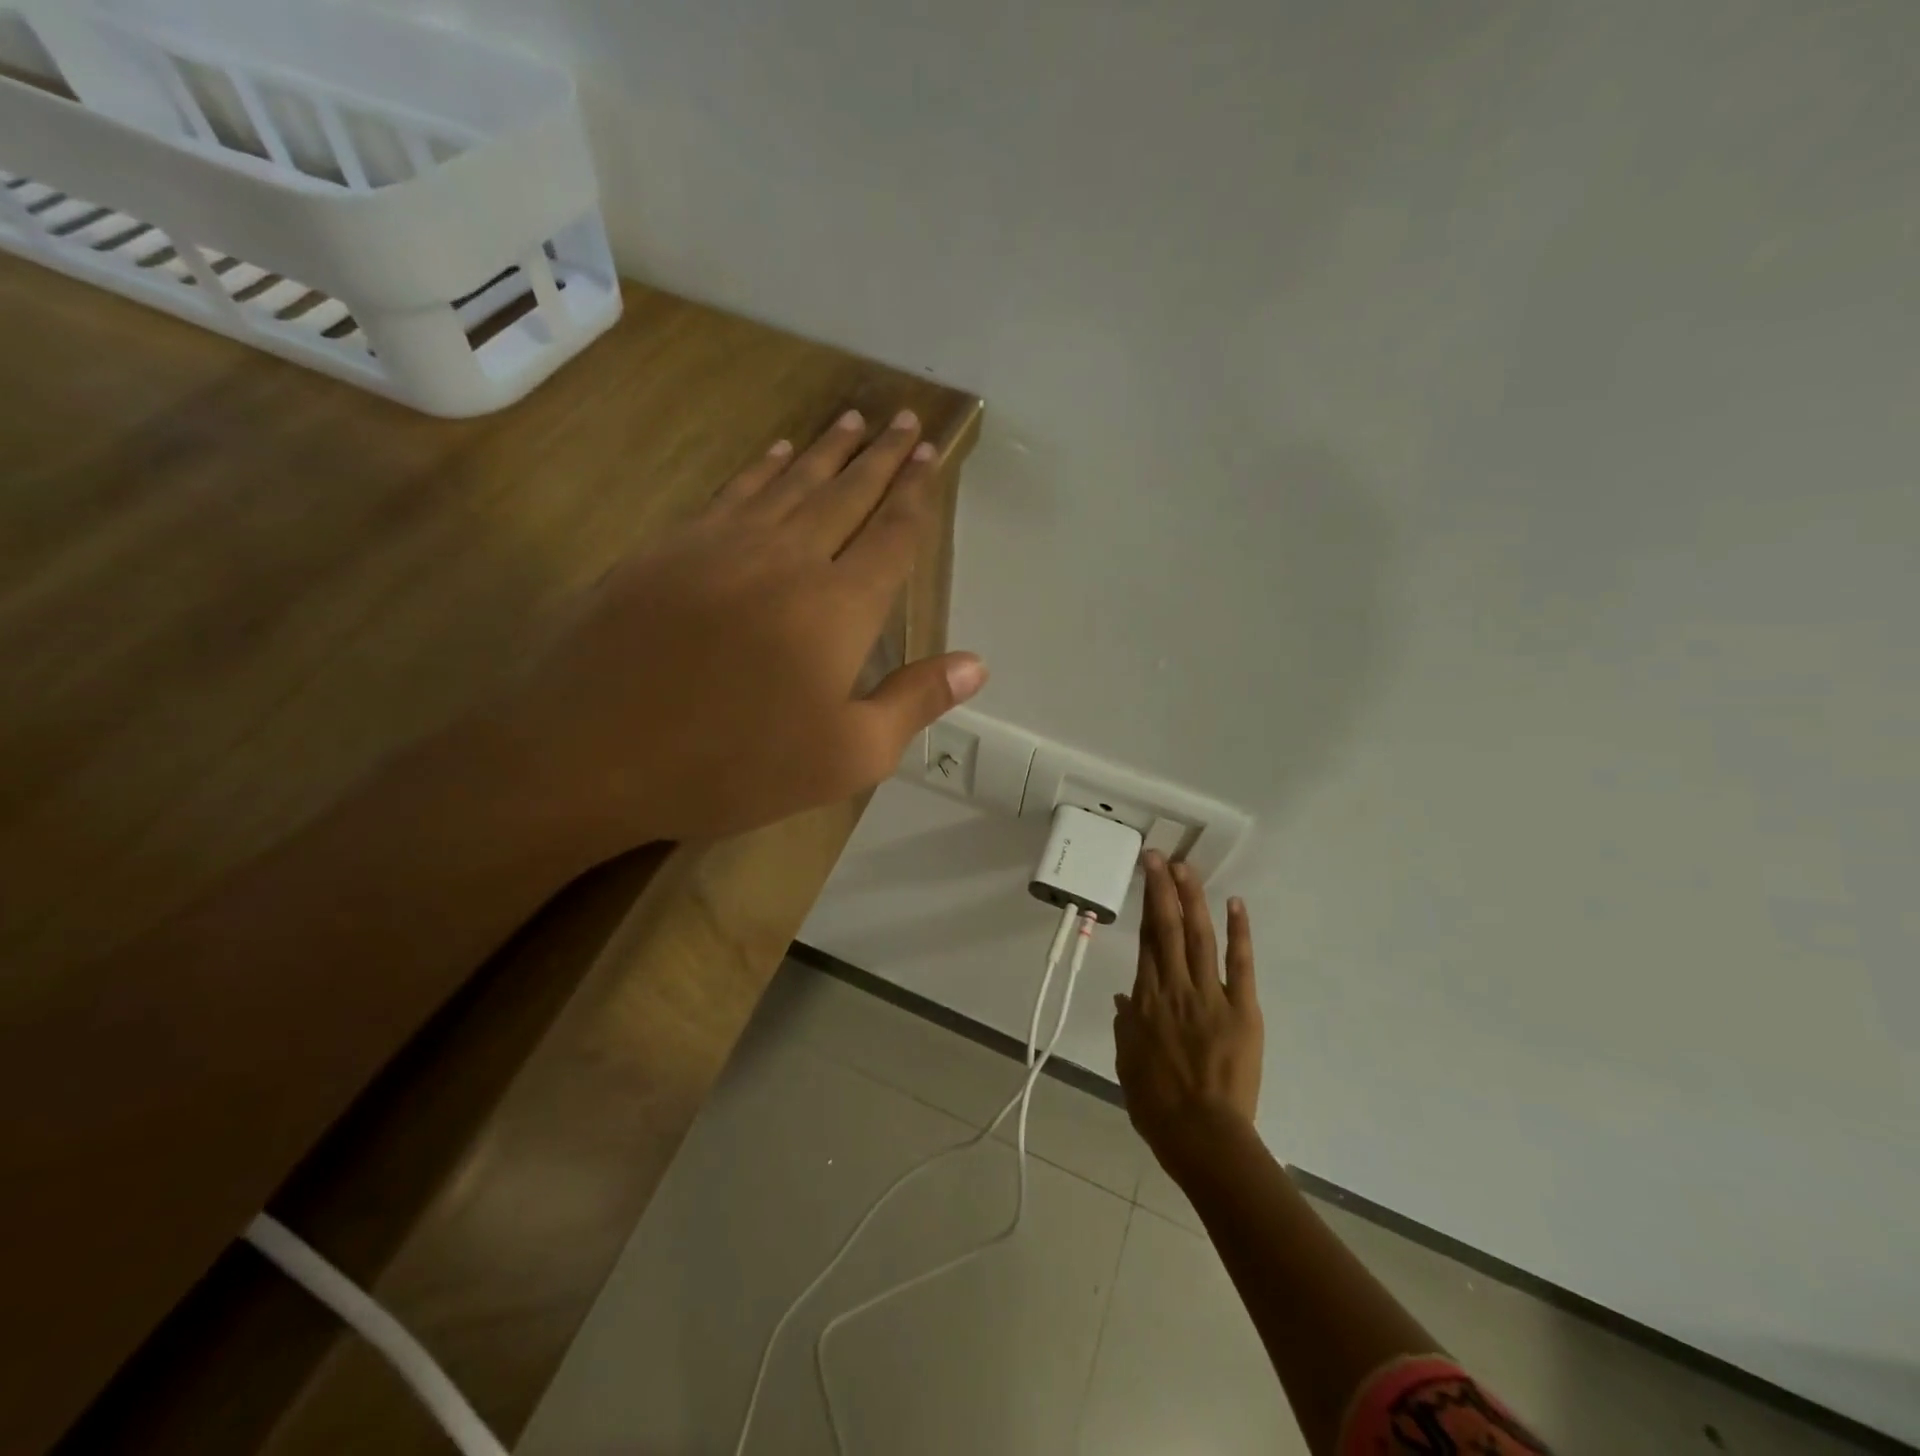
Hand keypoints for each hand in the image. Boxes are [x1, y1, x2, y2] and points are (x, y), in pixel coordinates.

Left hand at [489, 407, 985, 851]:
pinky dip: (761, 468)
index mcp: (839, 607)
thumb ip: (914, 702)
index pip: (891, 536)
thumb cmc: (734, 764)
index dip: (915, 493)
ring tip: (853, 420)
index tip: (930, 453)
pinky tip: (774, 452)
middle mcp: (789, 558)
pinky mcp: (671, 549)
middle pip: (846, 494)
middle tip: (904, 418)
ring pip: (790, 482)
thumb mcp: (847, 756)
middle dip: (880, 456)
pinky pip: (731, 492)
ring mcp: (724, 545)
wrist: (595, 752)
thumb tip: (977, 665)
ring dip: (826, 450)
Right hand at [1113, 853, 1262, 1170]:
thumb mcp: (1128, 1063)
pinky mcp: (1242, 1009)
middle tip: (1160, 855)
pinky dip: (1238, 933)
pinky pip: (1239, 965)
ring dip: (1192, 899)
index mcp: (1145, 1000)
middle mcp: (1174, 988)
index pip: (1145, 940)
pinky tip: (1235, 903)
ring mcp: (1209, 995)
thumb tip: (1124, 998)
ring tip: (1186, 868)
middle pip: (1166, 927)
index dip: (1145, 904)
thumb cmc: (1158, 1105)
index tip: (1147, 876)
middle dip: (1163, 887)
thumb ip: (1126, 1026)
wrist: (1203, 1136)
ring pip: (1198, 936)